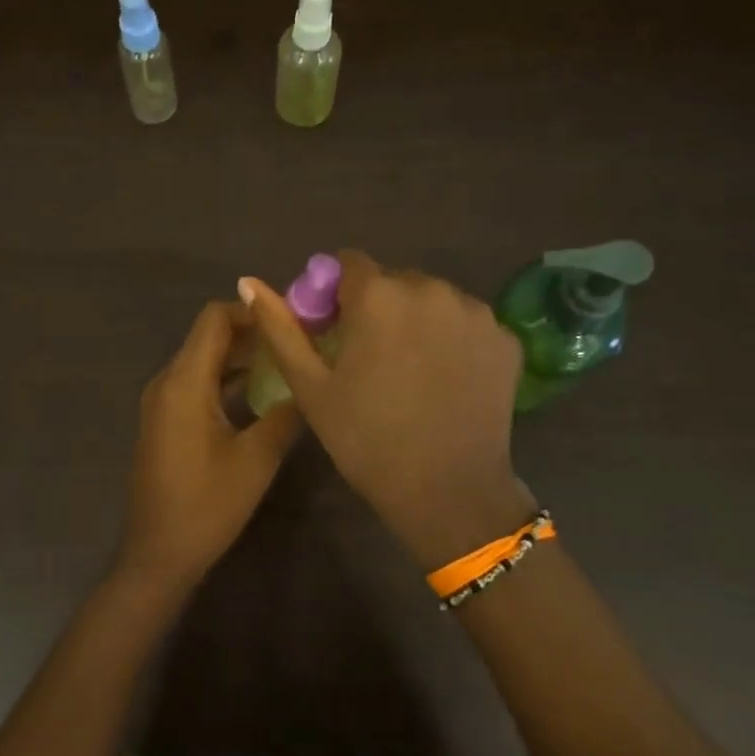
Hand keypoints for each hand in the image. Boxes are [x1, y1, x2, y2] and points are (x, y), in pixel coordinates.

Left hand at [118, 301, 303, 590]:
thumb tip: (310, 381)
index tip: (293, 317)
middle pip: (209, 336)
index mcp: (183, 383)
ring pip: (204, 360)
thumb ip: (286, 413)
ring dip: (242, 356)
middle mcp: (167, 382)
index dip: (252, 310)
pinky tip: (262, 392)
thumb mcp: (257, 459)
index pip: (214, 319)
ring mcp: (162, 401)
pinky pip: (197, 382)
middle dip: (253, 332)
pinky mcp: (165, 420)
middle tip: (299, 338)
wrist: (158, 554)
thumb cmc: (206, 506)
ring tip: (288, 360)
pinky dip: (227, 378)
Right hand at [239, 251, 533, 569]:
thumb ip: (280, 327)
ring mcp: (475, 312)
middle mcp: (431, 289)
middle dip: (378, 306)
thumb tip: (248, 282)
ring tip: (412, 370)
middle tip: (371, 356)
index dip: (336, 292)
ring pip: (433, 299)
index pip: (349, 263)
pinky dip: (453, 339)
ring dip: (417, 320)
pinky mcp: (505, 338)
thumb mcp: (311, 386)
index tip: (335, 328)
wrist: (447, 492)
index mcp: (378, 295)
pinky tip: (446, 379)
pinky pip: (467, 323)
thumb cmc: (366, 439)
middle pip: (393, 280)